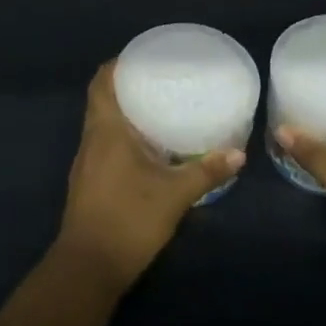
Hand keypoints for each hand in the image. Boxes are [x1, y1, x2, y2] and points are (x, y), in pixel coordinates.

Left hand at [55, 62, 243, 293]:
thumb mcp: (174, 194)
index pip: (101, 82)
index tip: (143, 57)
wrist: (88, 268)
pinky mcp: (90, 183)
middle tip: (161, 81)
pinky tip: (149, 149)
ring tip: (160, 108)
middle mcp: (91, 140)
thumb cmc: (128, 219)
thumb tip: (239, 153)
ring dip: (126, 113)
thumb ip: (206, 171)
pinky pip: (105, 145)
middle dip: (128, 87)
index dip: (118, 65)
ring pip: (103, 125)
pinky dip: (124, 137)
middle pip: (102, 100)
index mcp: (105, 130)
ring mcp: (87, 163)